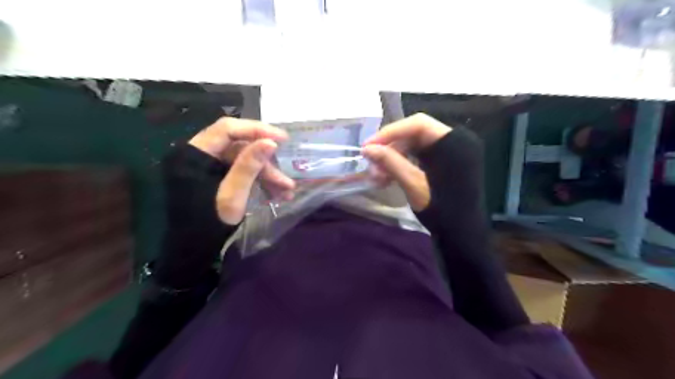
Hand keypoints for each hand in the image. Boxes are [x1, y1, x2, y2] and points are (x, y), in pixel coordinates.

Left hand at [190, 116, 295, 223]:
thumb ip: (248, 166)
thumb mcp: (231, 196)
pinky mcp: (219, 178)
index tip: (282, 138)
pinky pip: (243, 173)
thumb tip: (270, 141)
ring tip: (288, 190)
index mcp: (195, 153)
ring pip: (245, 161)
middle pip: (239, 147)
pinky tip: (278, 194)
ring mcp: (210, 167)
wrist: (194, 250)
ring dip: (268, 174)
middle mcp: (202, 155)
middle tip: (287, 173)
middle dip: (266, 161)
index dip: (256, 129)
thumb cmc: (208, 224)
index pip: (227, 129)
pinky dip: (261, 182)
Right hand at [361, 113, 449, 213]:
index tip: (369, 146)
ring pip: (414, 147)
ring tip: (376, 176)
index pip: (418, 124)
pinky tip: (387, 178)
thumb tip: (367, 149)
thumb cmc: (442, 210)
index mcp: (455, 142)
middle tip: (370, 164)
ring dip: (393, 159)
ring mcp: (450, 153)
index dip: (391, 132)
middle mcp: (455, 142)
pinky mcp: (444, 164)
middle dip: (390, 149)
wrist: (463, 236)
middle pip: (415, 135)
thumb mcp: (414, 185)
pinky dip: (402, 166)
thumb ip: (391, 163)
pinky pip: (419, 158)